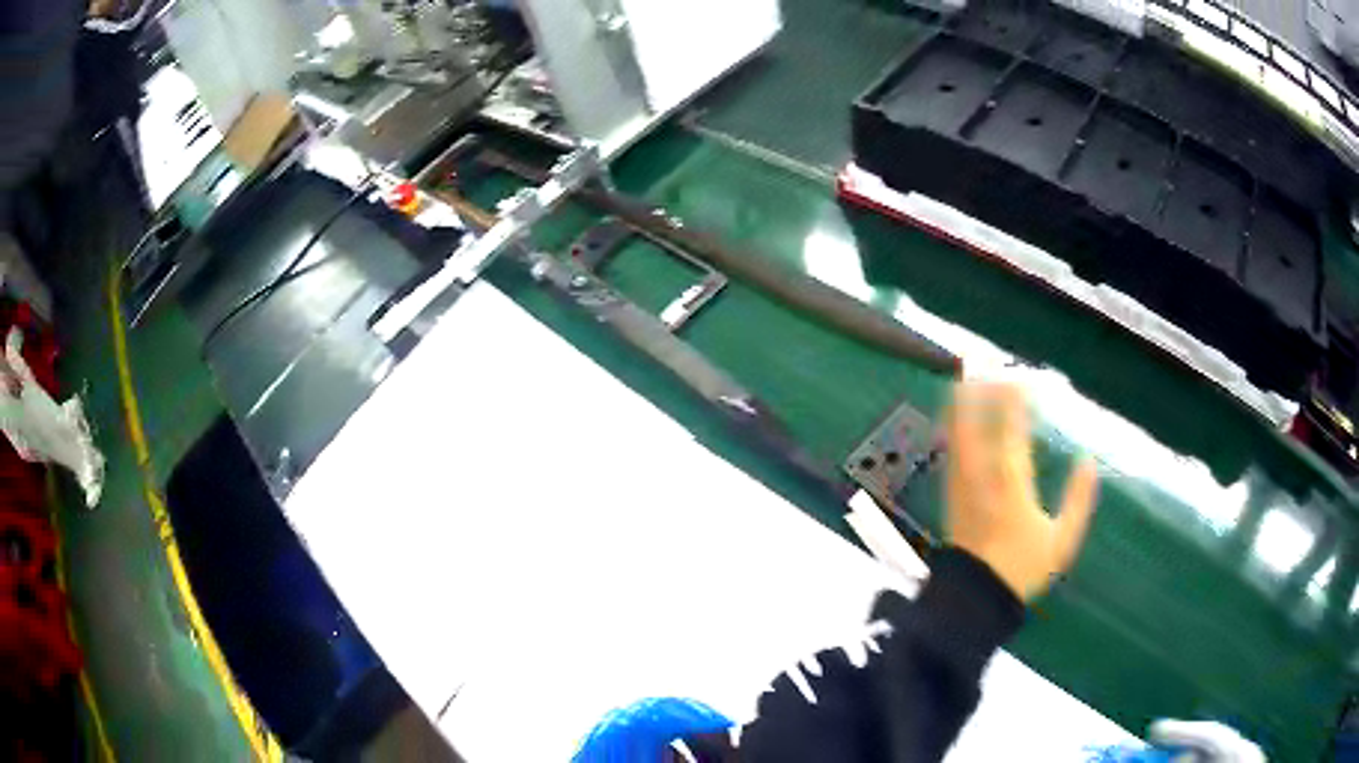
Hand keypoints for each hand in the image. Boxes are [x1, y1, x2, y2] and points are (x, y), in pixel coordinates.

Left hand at [944, 383, 1097, 601]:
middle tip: (983, 365)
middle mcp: (981, 477)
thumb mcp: (1062, 541)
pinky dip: (954, 427)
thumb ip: (1078, 500)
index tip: (1024, 378)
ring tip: (966, 378)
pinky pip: (950, 452)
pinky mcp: (950, 496)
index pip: (1012, 430)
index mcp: (1012, 484)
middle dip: (977, 390)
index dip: (1016, 400)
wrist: (976, 599)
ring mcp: (961, 486)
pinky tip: (956, 418)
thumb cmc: (1022, 570)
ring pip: (955, 434)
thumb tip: (1089, 461)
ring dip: (961, 404)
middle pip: (973, 423)